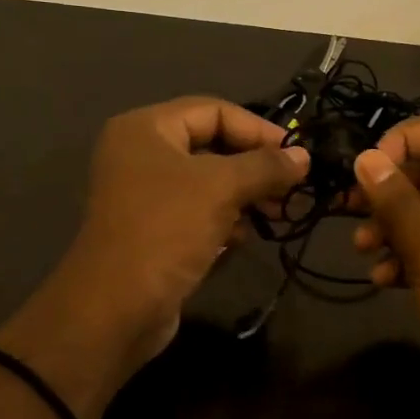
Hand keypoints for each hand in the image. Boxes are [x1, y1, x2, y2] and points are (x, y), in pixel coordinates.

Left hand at [0, 97, 307, 418]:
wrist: (115, 308)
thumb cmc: (166, 230)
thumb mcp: (221, 188)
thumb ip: (265, 166)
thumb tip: (304, 156)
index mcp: (146, 128)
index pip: (213, 110)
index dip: (258, 129)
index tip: (296, 155)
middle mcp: (140, 154)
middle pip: (211, 145)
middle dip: (254, 166)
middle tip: (291, 188)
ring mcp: (144, 195)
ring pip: (207, 183)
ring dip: (243, 196)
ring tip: (274, 214)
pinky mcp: (152, 231)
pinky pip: (196, 213)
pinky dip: (222, 221)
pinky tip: (241, 239)